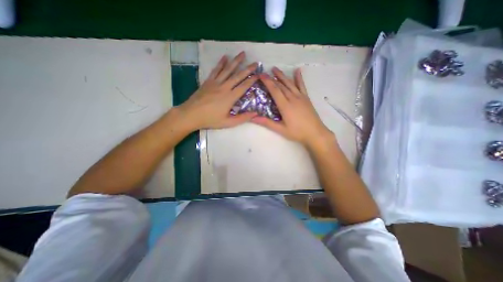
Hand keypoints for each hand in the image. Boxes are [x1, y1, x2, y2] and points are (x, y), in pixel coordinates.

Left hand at [177, 52, 256, 131]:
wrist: (191, 114)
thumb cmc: (210, 120)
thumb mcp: (228, 122)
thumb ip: (242, 118)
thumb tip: (255, 113)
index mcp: (230, 97)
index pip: (244, 86)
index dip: (252, 80)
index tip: (259, 74)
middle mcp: (224, 87)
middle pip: (238, 76)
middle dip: (248, 69)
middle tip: (256, 62)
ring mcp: (215, 83)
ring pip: (227, 69)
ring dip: (236, 61)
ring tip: (243, 54)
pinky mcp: (208, 81)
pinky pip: (216, 70)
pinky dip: (221, 63)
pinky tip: (225, 57)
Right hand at [251, 66, 332, 147]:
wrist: (315, 133)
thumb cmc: (297, 132)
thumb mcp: (281, 129)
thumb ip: (267, 123)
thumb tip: (253, 118)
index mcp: (285, 106)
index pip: (275, 90)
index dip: (267, 82)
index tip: (261, 75)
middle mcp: (293, 98)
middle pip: (281, 85)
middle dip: (272, 78)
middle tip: (264, 72)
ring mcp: (301, 97)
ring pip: (290, 83)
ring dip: (282, 75)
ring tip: (275, 69)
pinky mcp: (306, 98)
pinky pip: (302, 86)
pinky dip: (299, 78)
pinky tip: (297, 71)